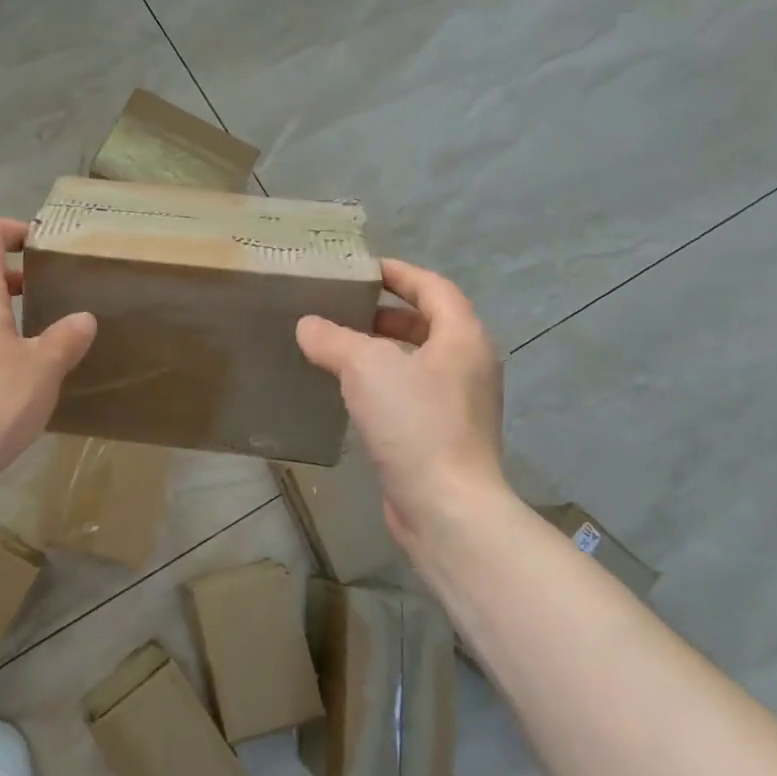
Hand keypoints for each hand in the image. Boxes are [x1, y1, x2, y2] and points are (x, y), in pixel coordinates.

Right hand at [296, 260, 509, 559]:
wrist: (445, 507)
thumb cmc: (414, 423)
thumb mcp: (366, 367)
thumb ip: (333, 339)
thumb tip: (308, 326)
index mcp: (462, 338)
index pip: (433, 288)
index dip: (399, 273)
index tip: (363, 268)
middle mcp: (468, 366)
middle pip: (428, 323)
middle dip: (387, 313)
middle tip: (344, 308)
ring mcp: (459, 404)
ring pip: (418, 361)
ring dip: (382, 349)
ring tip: (338, 347)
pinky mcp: (443, 436)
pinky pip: (411, 394)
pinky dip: (383, 383)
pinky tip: (349, 393)